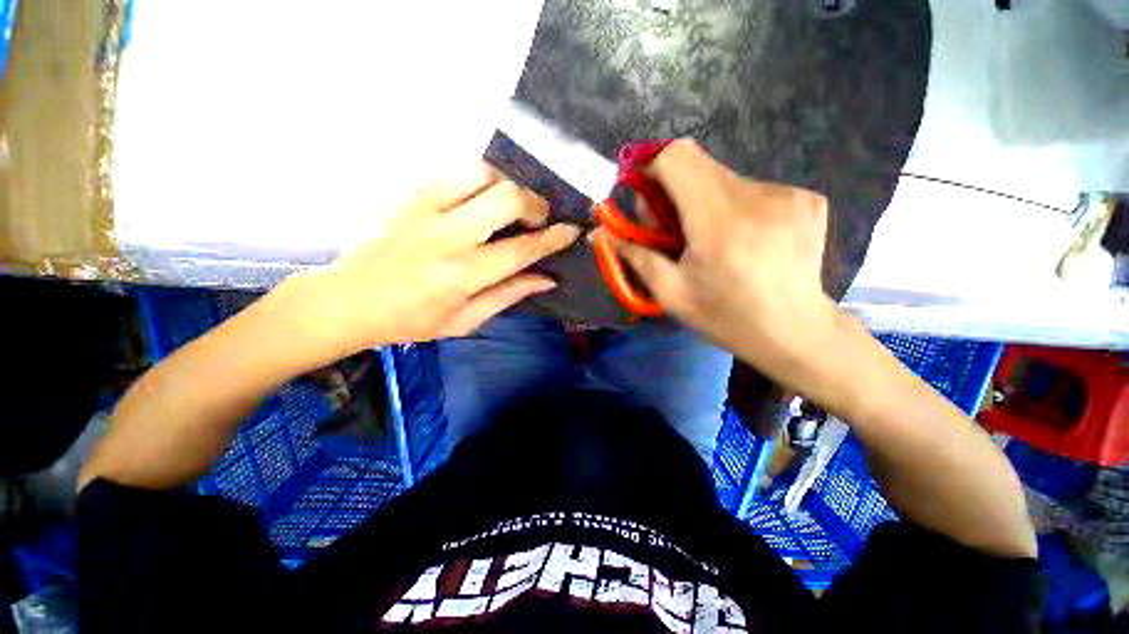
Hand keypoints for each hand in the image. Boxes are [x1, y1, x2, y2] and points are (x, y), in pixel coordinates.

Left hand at [303, 162, 579, 351]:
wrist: (349, 300)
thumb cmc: (412, 320)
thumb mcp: (466, 321)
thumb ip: (509, 294)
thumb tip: (547, 279)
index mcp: (463, 275)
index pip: (522, 249)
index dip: (554, 238)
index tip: (573, 229)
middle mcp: (447, 236)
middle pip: (506, 198)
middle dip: (534, 204)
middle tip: (538, 219)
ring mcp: (426, 208)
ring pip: (482, 172)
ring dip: (507, 185)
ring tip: (511, 205)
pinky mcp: (412, 195)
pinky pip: (456, 172)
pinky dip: (481, 180)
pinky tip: (483, 199)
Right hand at [612, 140, 837, 389]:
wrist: (795, 331)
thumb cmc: (726, 317)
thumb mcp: (670, 293)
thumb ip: (634, 255)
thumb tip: (600, 232)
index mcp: (717, 221)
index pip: (676, 159)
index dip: (652, 167)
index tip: (645, 194)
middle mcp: (756, 196)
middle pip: (698, 165)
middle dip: (674, 190)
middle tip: (673, 229)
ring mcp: (788, 193)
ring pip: (724, 178)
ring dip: (705, 201)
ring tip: (711, 241)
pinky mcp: (806, 198)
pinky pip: (754, 190)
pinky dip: (736, 208)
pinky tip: (743, 240)